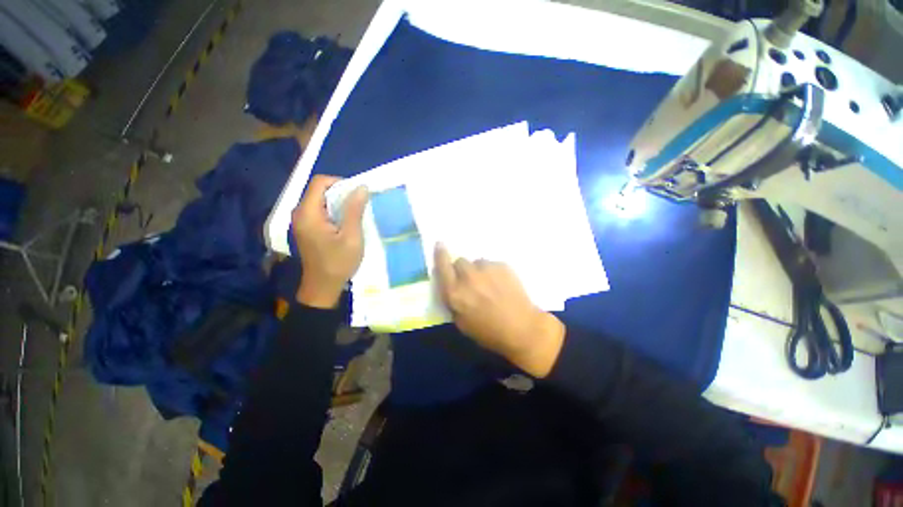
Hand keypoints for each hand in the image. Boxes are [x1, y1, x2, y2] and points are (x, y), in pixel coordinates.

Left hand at [292, 175, 368, 308]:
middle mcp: (300, 213)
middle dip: (341, 193)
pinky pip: (320, 211)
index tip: (357, 194)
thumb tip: (361, 187)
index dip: (340, 182)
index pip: (320, 182)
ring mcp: (302, 221)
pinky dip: (334, 212)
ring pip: (321, 200)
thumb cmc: (338, 263)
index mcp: (308, 213)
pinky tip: (346, 223)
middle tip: (360, 205)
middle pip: (319, 190)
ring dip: (339, 203)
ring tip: (355, 214)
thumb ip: (354, 210)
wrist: (323, 287)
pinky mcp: (307, 229)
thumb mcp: (351, 237)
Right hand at [433, 244, 565, 377]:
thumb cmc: (489, 332)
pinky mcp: (502, 265)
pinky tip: (502, 285)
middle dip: (463, 270)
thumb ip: (453, 301)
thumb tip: (452, 287)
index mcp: (455, 292)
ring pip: (477, 262)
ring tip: (490, 285)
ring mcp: (486, 268)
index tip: (440, 245)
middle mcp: (468, 276)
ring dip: (479, 270)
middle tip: (472, 282)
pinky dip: (494, 272)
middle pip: (460, 261)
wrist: (522, 328)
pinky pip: (492, 264)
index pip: (442, 266)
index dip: (440, 254)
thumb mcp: (461, 323)